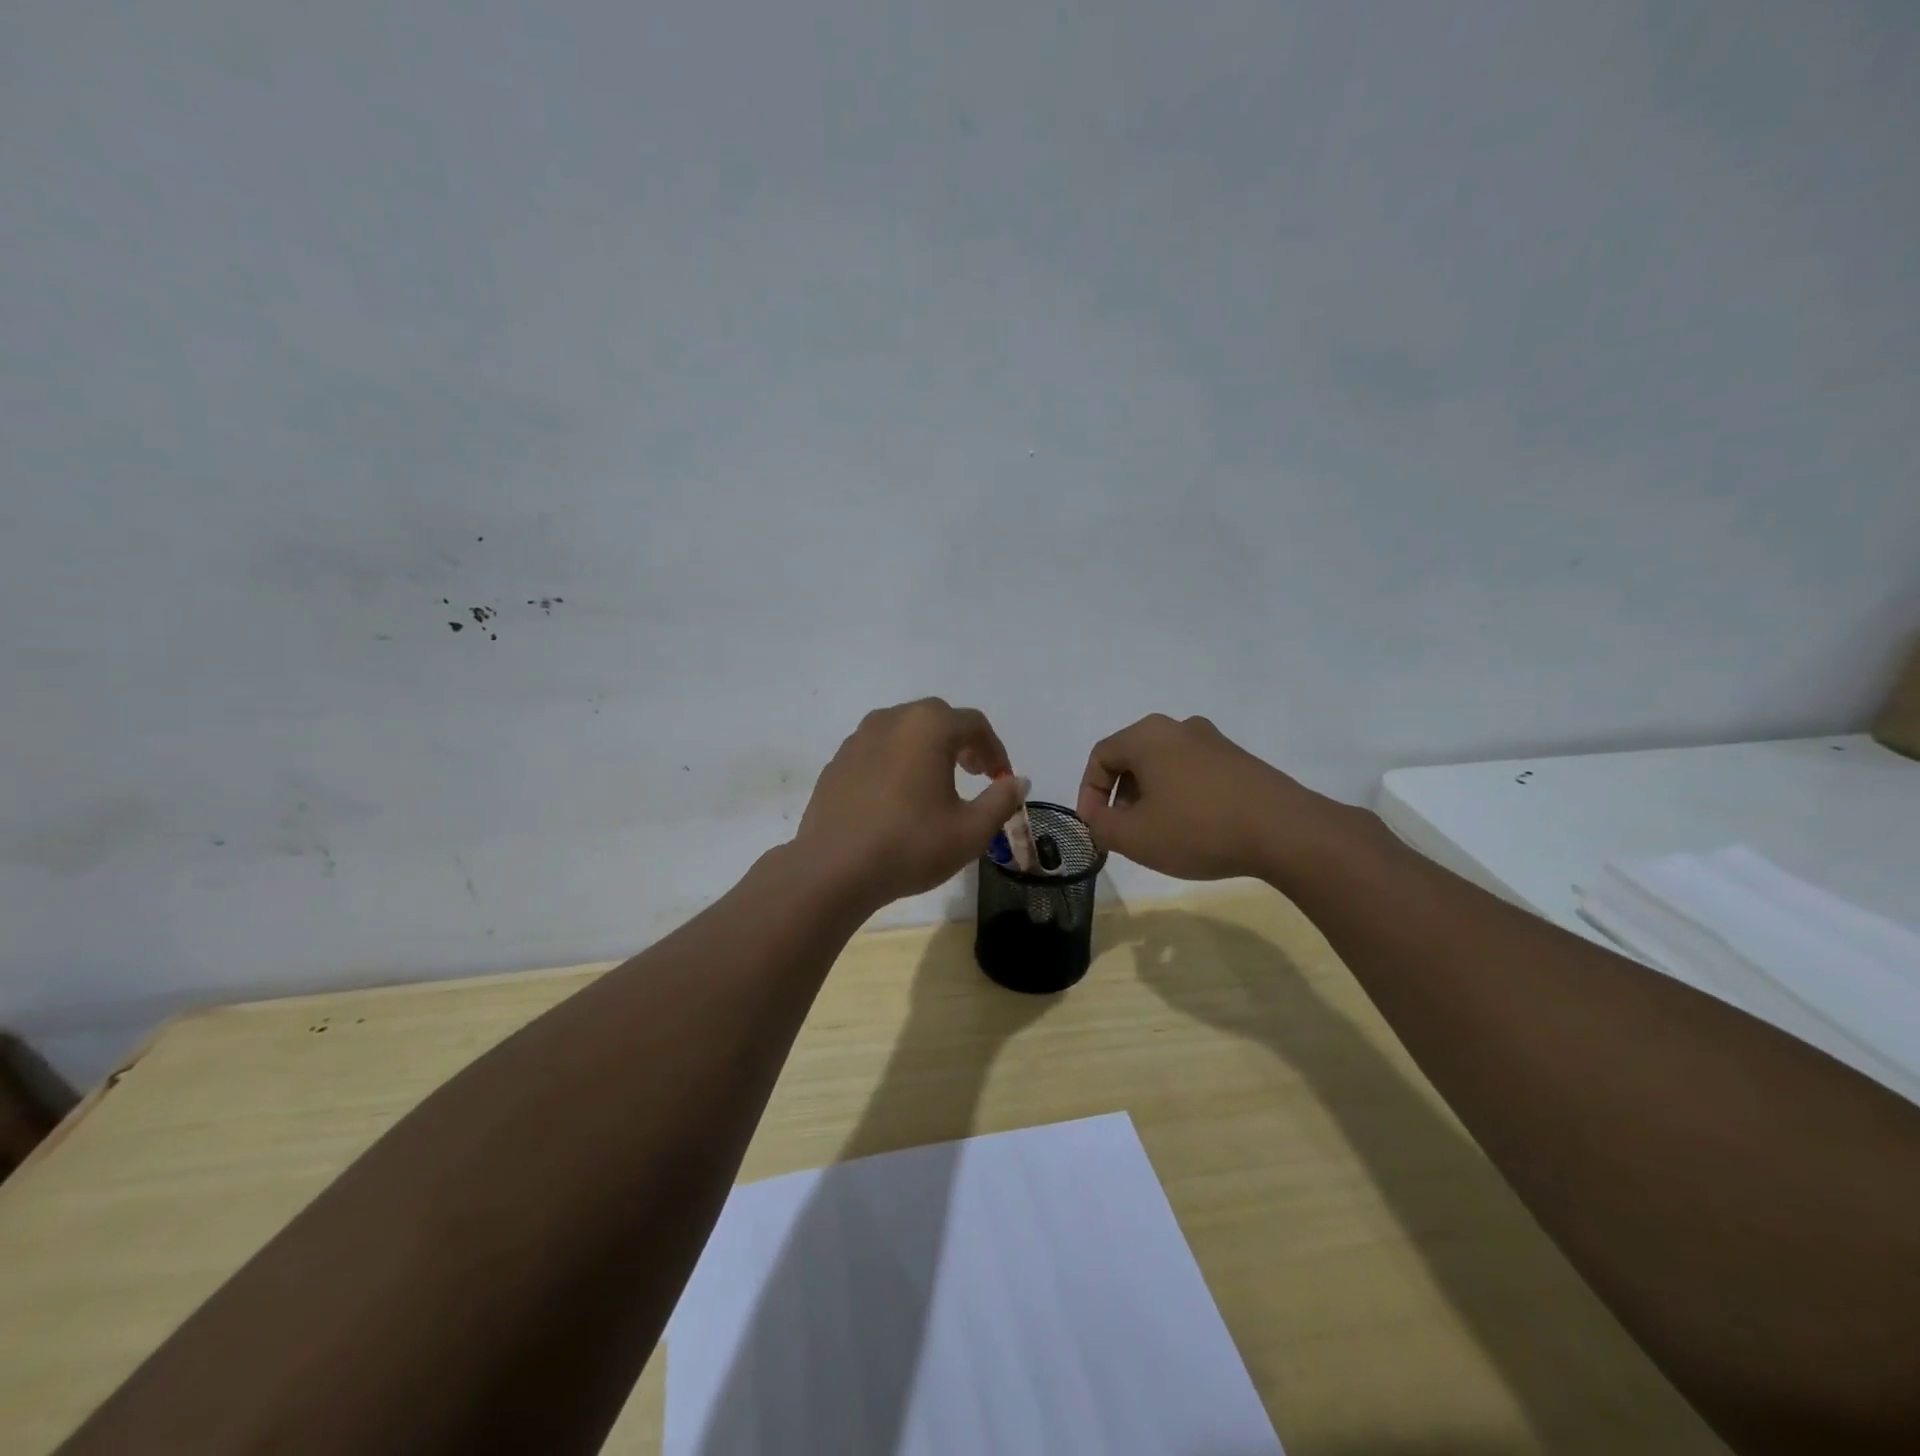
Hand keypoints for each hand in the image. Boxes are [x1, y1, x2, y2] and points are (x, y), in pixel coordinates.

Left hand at [796, 699, 1027, 910]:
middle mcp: (892, 720)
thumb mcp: (970, 831)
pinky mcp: (837, 762)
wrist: (833, 869)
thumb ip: (1001, 800)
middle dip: (962, 742)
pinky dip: (897, 762)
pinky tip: (898, 797)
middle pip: (937, 718)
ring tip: (937, 784)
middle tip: (974, 773)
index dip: (995, 749)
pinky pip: (877, 750)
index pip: (974, 724)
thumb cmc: (910, 845)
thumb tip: (1018, 781)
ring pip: (904, 730)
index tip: (1001, 779)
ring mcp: (858, 738)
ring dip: (927, 749)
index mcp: (928, 726)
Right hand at [1075, 714, 1338, 881]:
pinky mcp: (1239, 761)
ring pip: (1164, 766)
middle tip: (1122, 832)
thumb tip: (1098, 818)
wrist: (1285, 831)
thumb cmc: (1197, 828)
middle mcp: (1179, 728)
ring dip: (1149, 798)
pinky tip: (1191, 829)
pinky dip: (1180, 797)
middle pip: (1132, 758)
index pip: (1100, 757)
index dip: (1088, 793)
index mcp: (1148, 736)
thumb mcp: (1134, 837)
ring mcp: (1214, 742)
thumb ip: (1101, 826)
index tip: (1095, 827)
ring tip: (1156, 834)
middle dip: (1119, 797)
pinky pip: (1193, 773)